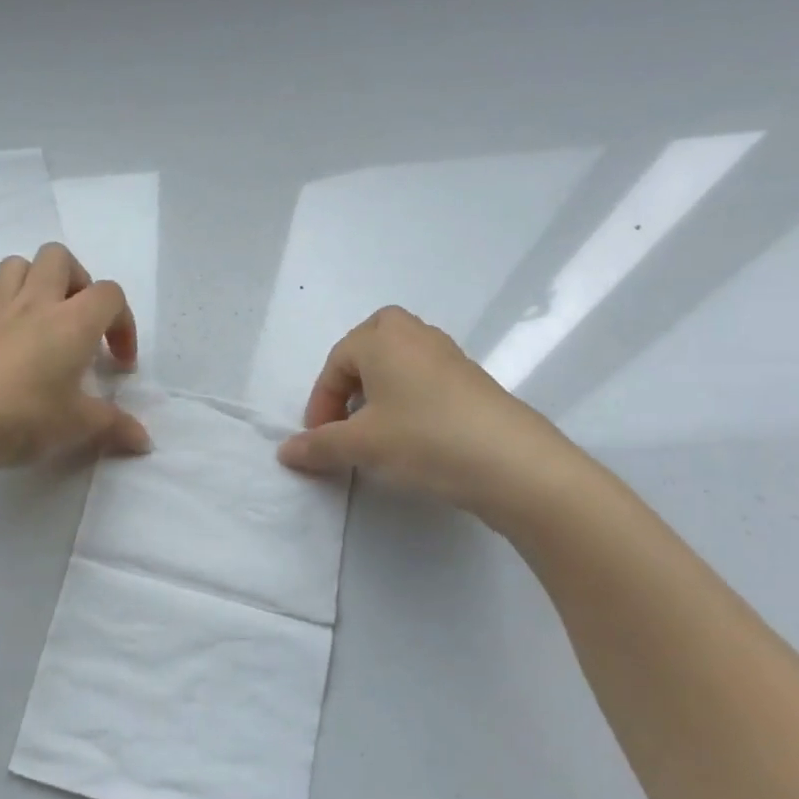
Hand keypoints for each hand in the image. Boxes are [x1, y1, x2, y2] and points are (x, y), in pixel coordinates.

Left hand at [0, 243, 151, 471]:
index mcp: (72, 322)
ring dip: (32, 281)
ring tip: (38, 317)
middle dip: (76, 281)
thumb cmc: (23, 417)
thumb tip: (145, 442)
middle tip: (78, 322)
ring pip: (15, 264)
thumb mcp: (76, 427)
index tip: (118, 363)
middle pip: (59, 257)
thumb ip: (114, 427)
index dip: (123, 323)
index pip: (110, 295)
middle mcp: (35, 303)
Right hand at [276, 306, 579, 522]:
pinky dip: (408, 397)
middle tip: (346, 415)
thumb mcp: (361, 445)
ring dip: (380, 388)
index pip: (336, 362)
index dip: (321, 402)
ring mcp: (449, 355)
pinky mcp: (474, 380)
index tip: (320, 439)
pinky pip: (426, 377)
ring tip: (376, 428)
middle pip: (370, 344)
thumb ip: (318, 446)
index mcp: (382, 338)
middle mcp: (415, 335)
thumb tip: (285, 452)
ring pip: (400, 360)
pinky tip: (413, 434)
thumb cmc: (423, 439)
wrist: (513, 463)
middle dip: (351, 378)